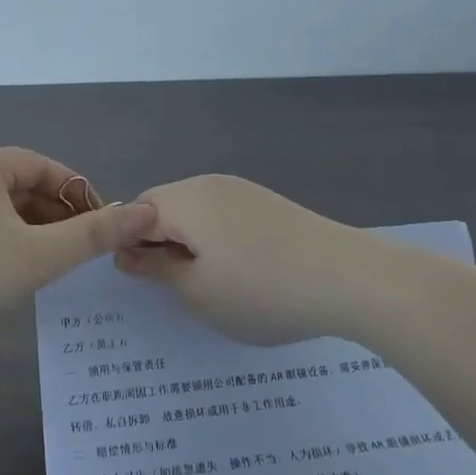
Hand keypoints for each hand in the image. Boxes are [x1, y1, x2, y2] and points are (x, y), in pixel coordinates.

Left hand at [0, 148, 158, 343]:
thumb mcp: (42, 254)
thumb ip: (96, 234)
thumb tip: (147, 212)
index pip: (42, 166)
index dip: (77, 192)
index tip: (102, 223)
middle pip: (21, 187)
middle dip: (57, 214)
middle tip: (83, 248)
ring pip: (1, 211)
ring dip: (34, 231)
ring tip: (57, 263)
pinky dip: (7, 243)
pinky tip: (19, 273)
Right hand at [113, 174, 369, 345]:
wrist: (349, 278)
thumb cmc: (260, 289)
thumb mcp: (196, 291)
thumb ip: (155, 269)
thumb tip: (126, 254)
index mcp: (184, 200)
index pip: (134, 212)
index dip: (129, 246)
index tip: (145, 282)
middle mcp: (209, 183)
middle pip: (165, 207)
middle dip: (160, 243)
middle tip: (177, 287)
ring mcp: (243, 190)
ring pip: (196, 213)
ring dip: (191, 244)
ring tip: (212, 284)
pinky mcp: (268, 203)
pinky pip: (225, 216)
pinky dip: (219, 241)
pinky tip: (242, 272)